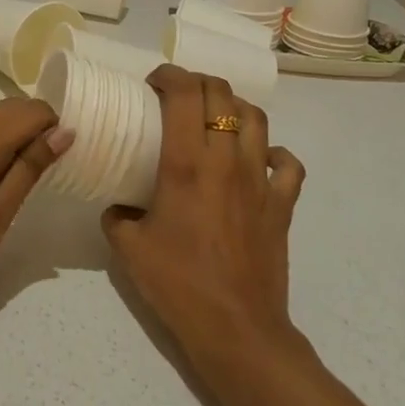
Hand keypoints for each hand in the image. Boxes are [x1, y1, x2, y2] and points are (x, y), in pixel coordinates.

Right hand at [101, 64, 304, 371]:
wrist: (236, 329)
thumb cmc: (178, 284)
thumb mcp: (128, 247)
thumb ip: (117, 214)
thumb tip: (118, 204)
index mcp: (187, 163)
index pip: (184, 93)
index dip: (168, 76)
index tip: (151, 84)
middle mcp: (227, 160)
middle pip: (221, 94)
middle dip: (197, 83)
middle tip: (177, 96)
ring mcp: (260, 180)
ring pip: (256, 117)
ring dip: (233, 107)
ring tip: (214, 118)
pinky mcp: (282, 204)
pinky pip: (287, 163)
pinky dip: (272, 152)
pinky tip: (256, 160)